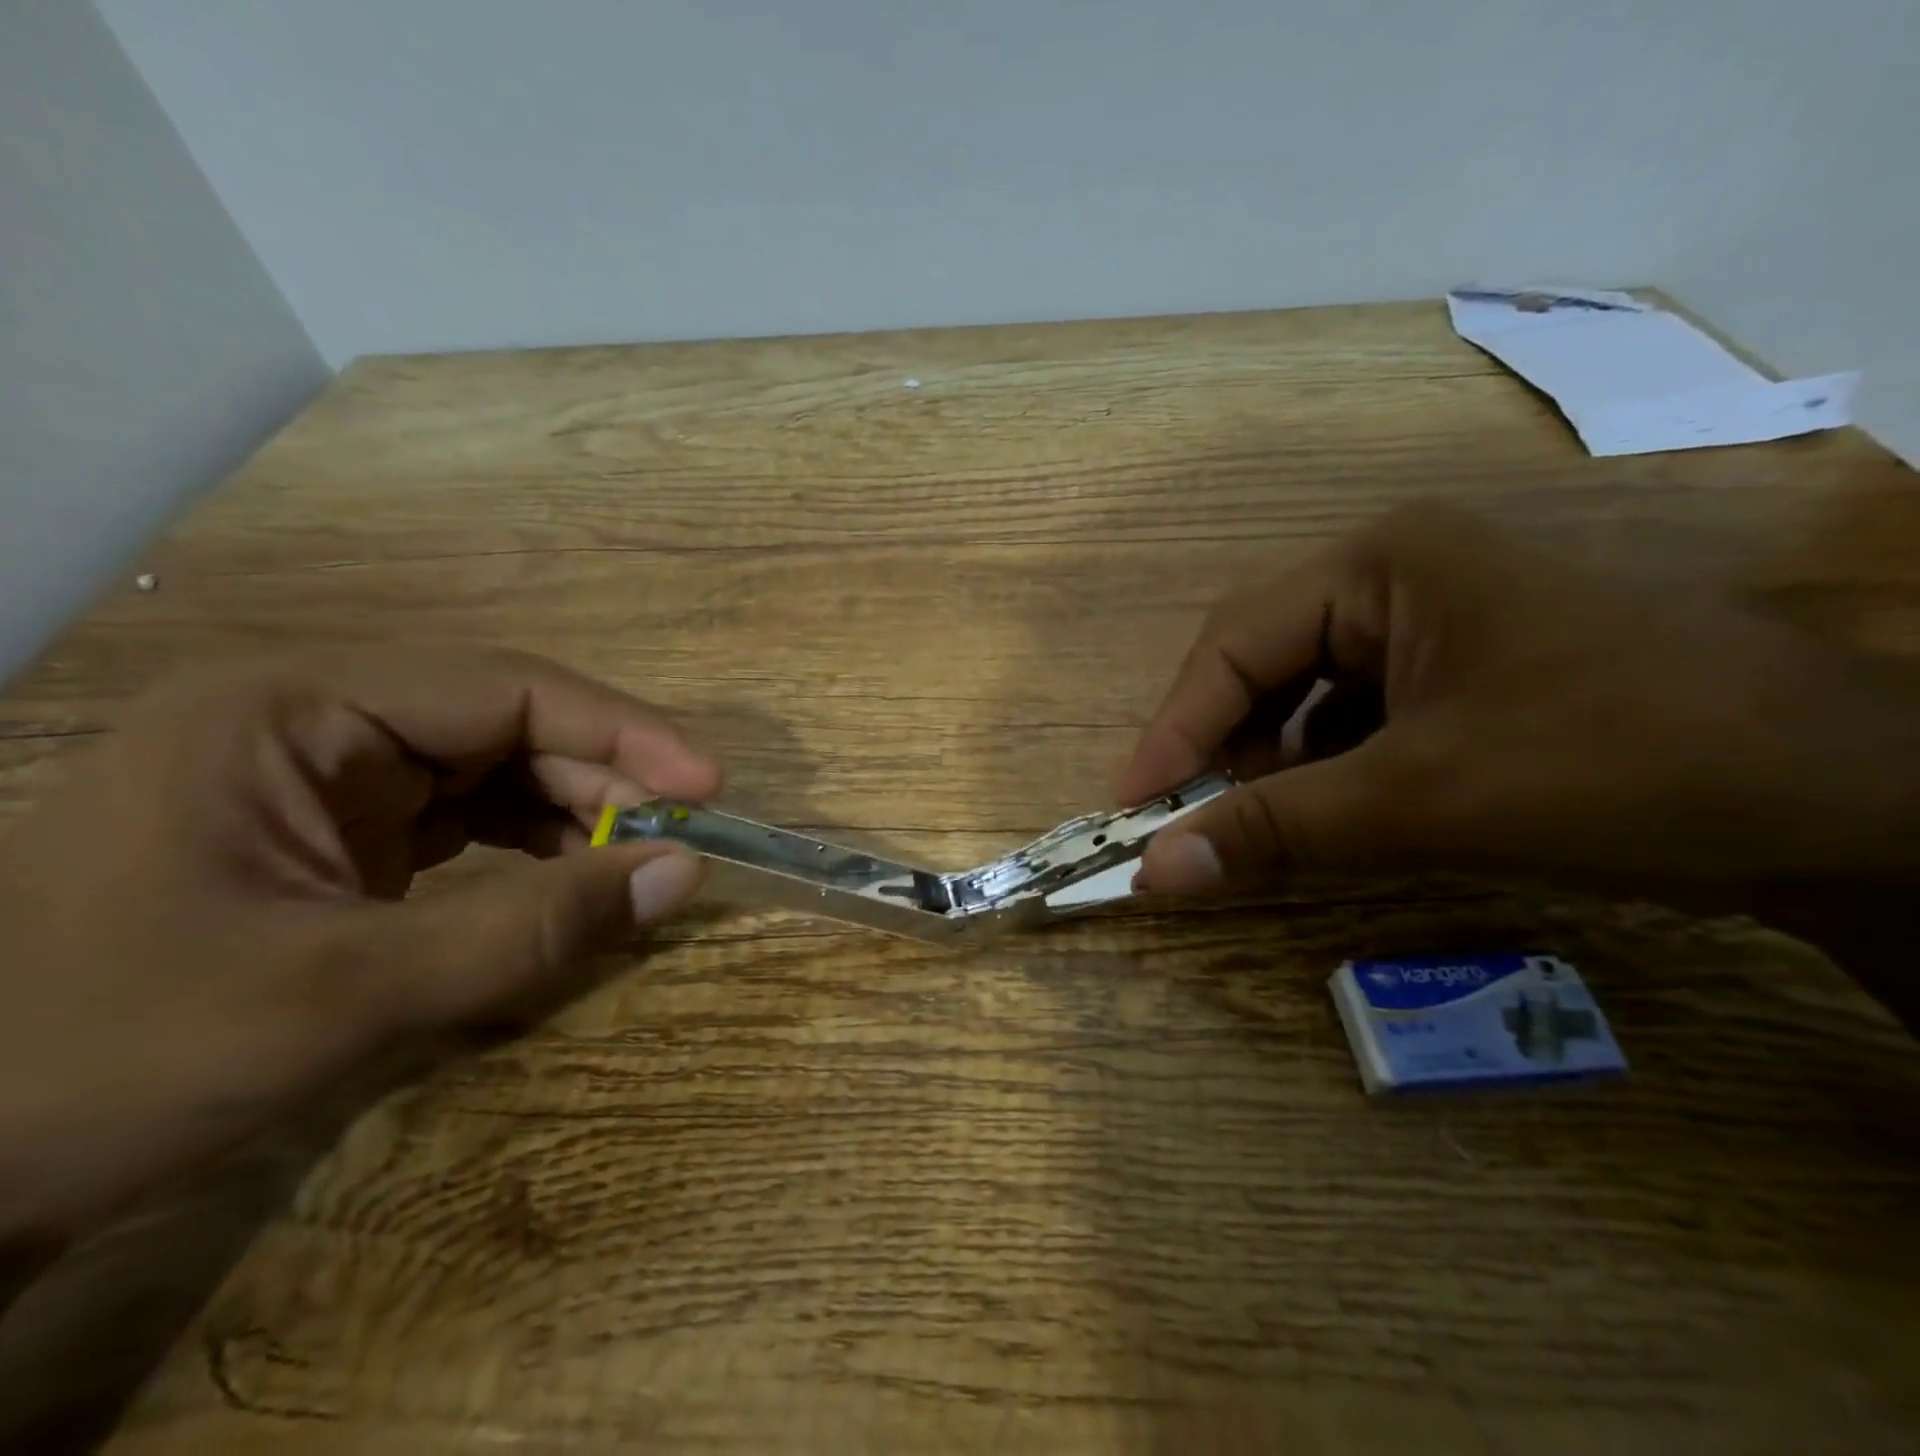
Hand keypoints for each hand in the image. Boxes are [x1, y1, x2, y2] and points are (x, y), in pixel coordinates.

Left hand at [0, 649, 718, 1238]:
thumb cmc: (114, 1058)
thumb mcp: (350, 992)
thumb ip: (536, 928)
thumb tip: (686, 876)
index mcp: (295, 710)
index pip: (505, 689)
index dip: (622, 732)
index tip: (706, 787)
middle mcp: (316, 721)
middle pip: (509, 725)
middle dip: (603, 779)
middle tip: (680, 839)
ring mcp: (326, 776)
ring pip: (497, 769)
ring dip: (576, 812)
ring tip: (637, 862)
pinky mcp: (338, 831)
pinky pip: (469, 816)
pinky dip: (533, 845)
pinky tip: (571, 878)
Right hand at [1123, 503, 1919, 903]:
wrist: (1857, 804)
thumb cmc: (1622, 765)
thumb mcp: (1424, 802)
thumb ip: (1276, 832)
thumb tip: (1152, 874)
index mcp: (1378, 560)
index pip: (1234, 643)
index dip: (1172, 730)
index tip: (1132, 810)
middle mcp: (1395, 572)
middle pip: (1263, 660)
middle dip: (1221, 745)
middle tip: (1191, 823)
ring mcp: (1432, 618)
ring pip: (1305, 691)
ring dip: (1270, 761)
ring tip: (1259, 825)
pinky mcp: (1461, 666)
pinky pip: (1354, 712)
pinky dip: (1324, 766)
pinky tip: (1331, 811)